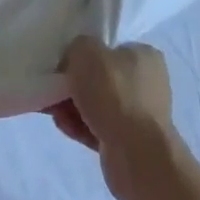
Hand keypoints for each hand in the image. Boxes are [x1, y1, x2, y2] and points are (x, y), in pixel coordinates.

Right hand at [48, 36, 174, 199]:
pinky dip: (80, 126)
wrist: (136, 153)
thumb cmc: (114, 94)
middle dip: (73, 85)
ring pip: (97, 105)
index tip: (63, 63)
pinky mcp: (130, 141)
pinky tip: (63, 126)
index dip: (85, 54)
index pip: (110, 48)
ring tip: (53, 110)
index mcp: (144, 56)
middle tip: (53, 89)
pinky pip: (98, 128)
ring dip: (72, 107)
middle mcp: (146, 83)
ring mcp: (140, 114)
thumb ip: (77, 46)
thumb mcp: (86, 52)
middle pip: (100, 78)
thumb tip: (75, 59)